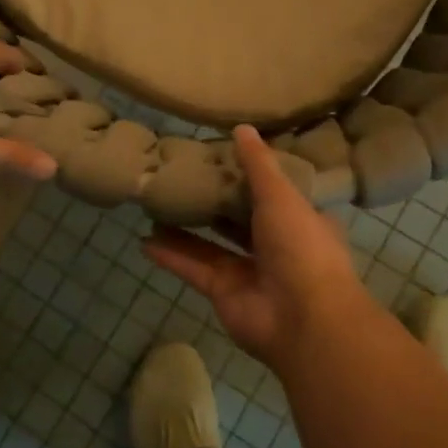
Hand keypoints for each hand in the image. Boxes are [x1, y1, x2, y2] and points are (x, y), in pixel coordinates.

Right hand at [144, 125, 368, 366]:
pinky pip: (193, 268)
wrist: (303, 319)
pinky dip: (171, 255)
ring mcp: (248, 272)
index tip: (221, 157)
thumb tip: (242, 127)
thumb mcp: (281, 195)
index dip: (250, 176)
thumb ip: (258, 164)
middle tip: (182, 178)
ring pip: (211, 244)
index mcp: (300, 221)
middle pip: (238, 218)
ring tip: (157, 204)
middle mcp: (275, 246)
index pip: (274, 193)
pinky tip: (145, 239)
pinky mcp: (223, 293)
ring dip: (185, 227)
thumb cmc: (301, 246)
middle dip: (213, 201)